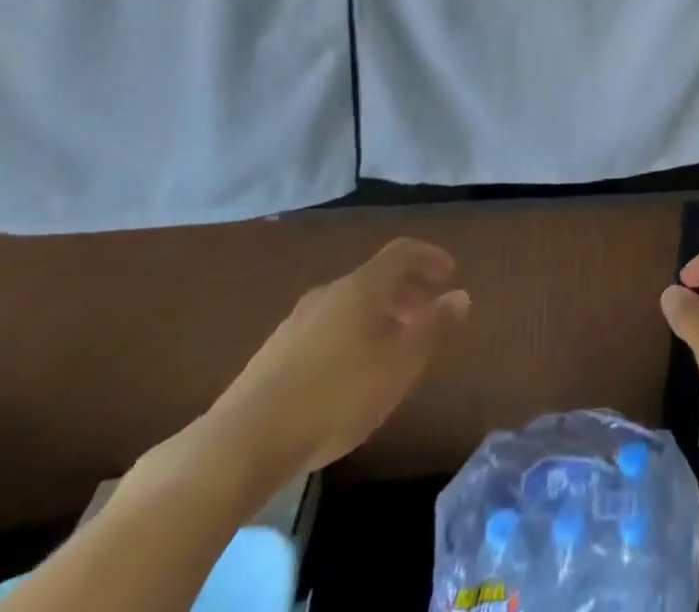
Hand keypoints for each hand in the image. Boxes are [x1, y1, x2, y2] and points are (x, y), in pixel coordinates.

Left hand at [197, 237, 469, 485]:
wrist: (238, 446)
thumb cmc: (334, 398)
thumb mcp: (399, 366)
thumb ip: (433, 328)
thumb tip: (460, 295)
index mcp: (361, 287)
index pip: (402, 252)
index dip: (429, 257)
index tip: (450, 274)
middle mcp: (329, 293)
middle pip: (375, 279)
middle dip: (406, 292)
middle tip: (426, 315)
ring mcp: (295, 323)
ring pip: (349, 306)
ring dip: (378, 316)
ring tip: (392, 349)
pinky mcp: (272, 356)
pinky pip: (325, 329)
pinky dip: (350, 336)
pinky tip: (349, 376)